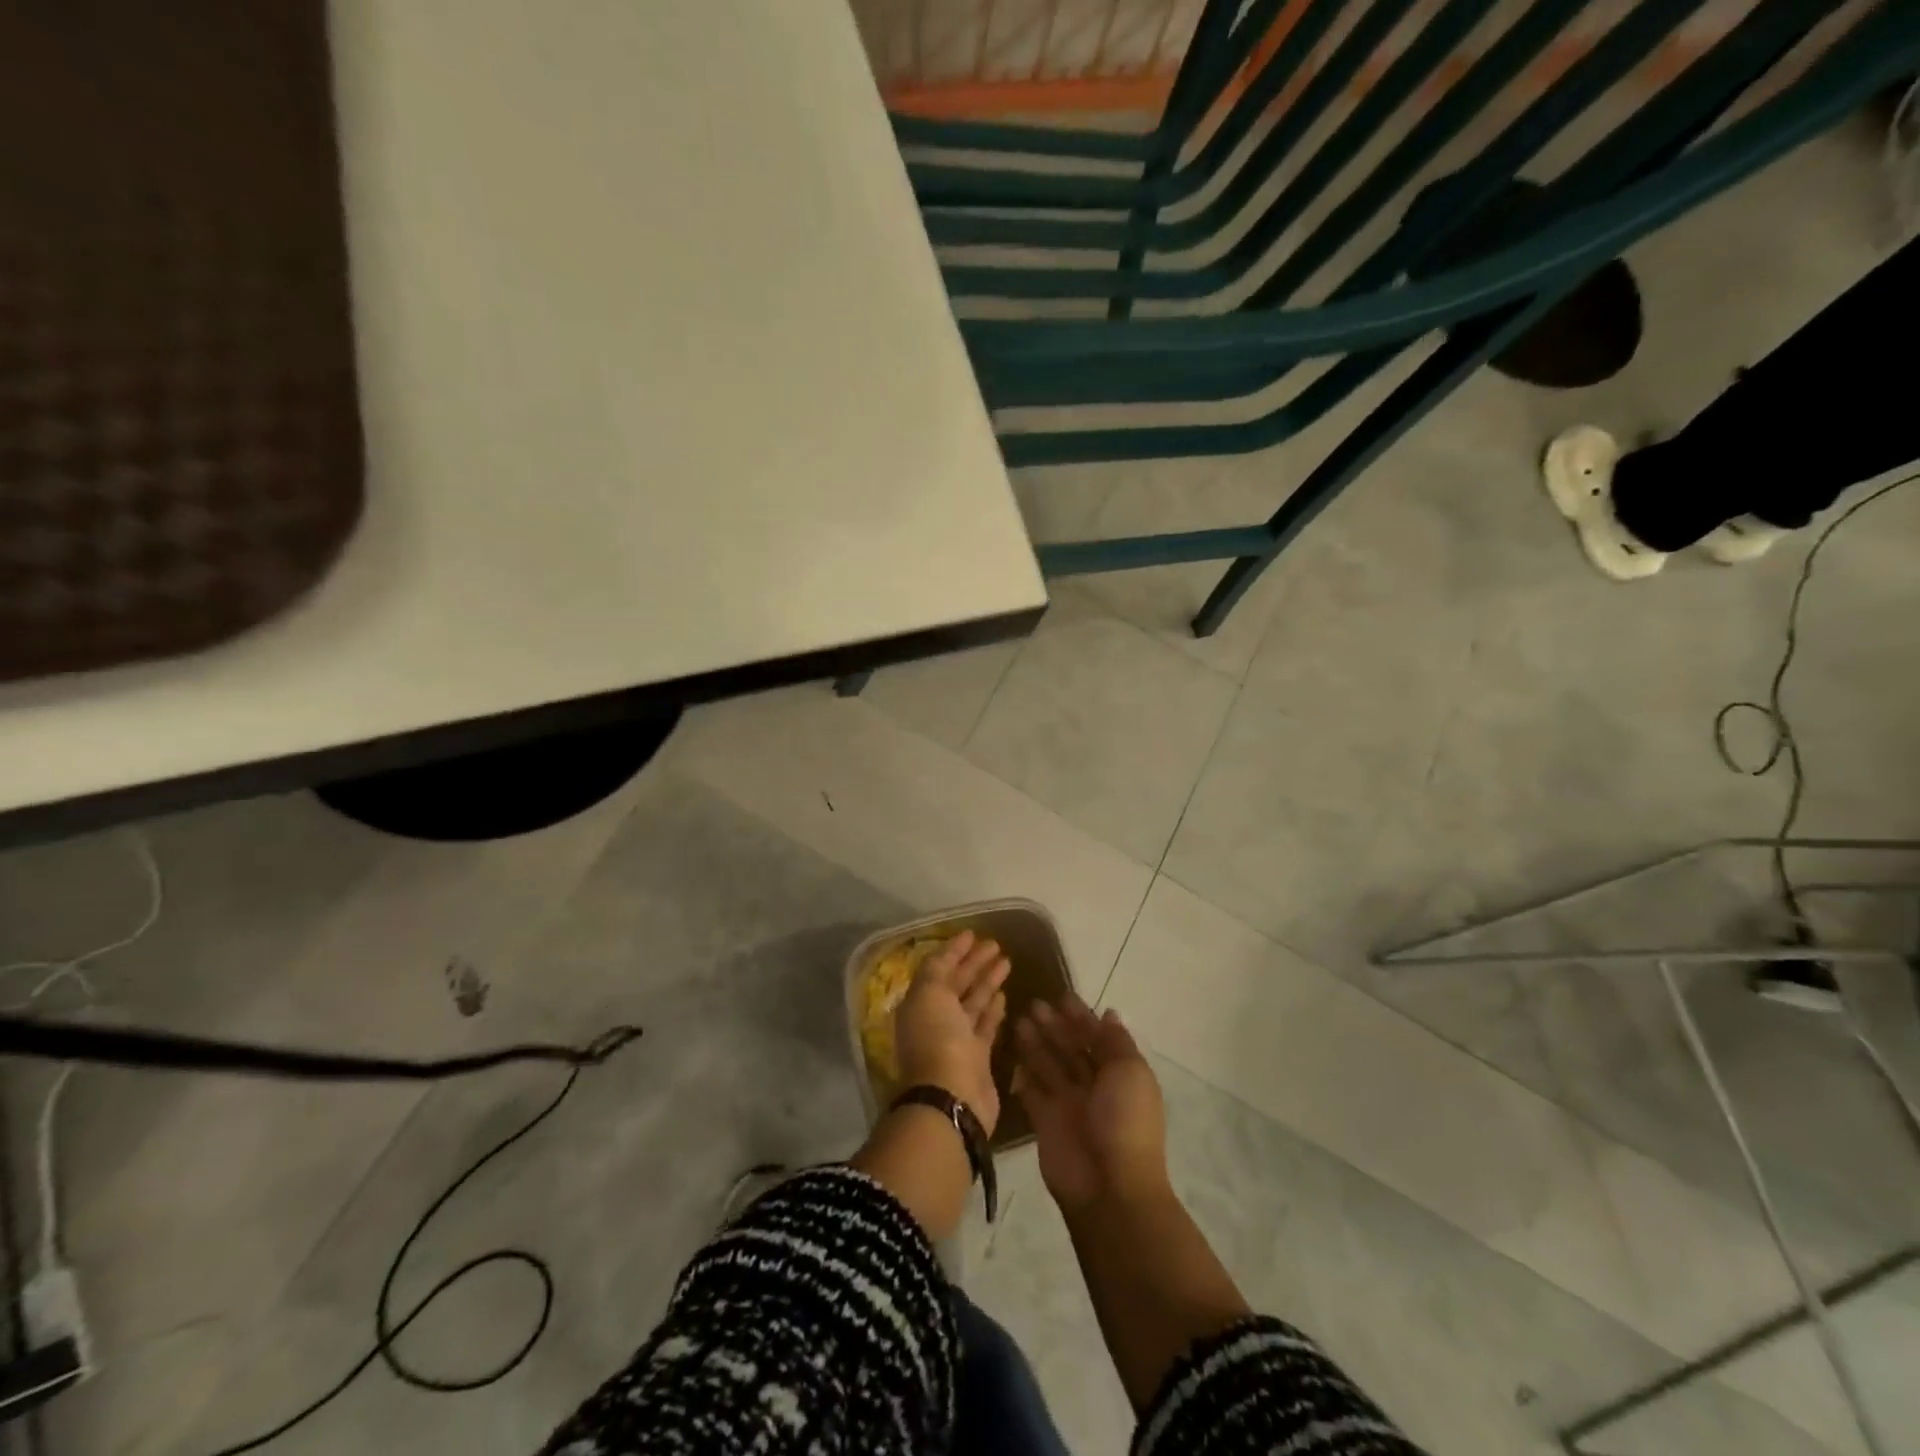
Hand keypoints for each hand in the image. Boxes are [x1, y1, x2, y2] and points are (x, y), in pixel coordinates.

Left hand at [894, 930, 1009, 1135]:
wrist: (952, 1096)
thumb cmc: (937, 1039)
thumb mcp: (929, 993)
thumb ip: (937, 970)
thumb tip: (947, 954)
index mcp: (920, 1003)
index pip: (938, 968)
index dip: (954, 950)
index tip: (972, 933)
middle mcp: (936, 1018)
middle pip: (957, 983)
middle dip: (974, 962)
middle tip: (995, 944)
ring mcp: (958, 1038)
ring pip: (974, 1001)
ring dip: (987, 981)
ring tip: (1006, 961)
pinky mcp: (979, 1056)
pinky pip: (986, 1025)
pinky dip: (994, 1008)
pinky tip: (1004, 993)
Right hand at [1013, 996, 1166, 1212]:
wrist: (1109, 1187)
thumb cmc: (1125, 1121)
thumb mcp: (1131, 1073)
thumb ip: (1115, 1042)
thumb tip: (1109, 1013)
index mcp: (1119, 1074)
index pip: (1097, 1038)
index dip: (1081, 1017)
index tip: (1061, 995)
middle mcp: (1093, 1086)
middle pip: (1070, 1049)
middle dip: (1054, 1026)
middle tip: (1033, 1003)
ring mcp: (1068, 1104)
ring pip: (1048, 1065)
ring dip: (1035, 1043)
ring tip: (1017, 1019)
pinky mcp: (1044, 1121)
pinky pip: (1031, 1091)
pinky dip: (1023, 1073)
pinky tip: (1012, 1052)